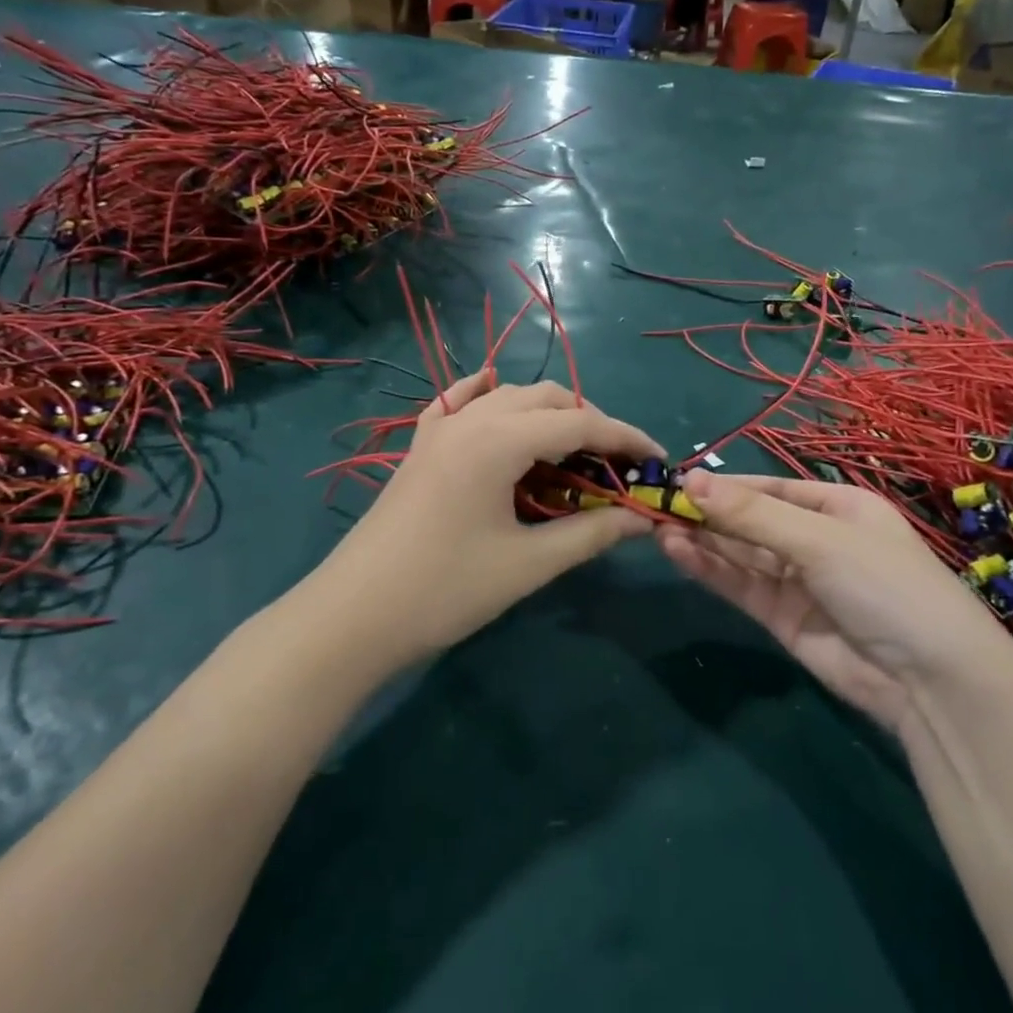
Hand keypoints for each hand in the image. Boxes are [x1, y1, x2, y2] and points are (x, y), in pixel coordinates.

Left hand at [321, 371, 663, 665]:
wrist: (354, 616)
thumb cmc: (446, 590)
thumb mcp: (528, 564)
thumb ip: (591, 534)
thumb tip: (643, 519)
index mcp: (499, 440)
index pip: (580, 423)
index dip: (626, 438)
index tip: (658, 461)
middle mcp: (471, 419)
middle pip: (547, 399)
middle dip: (590, 424)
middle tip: (616, 467)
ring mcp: (439, 429)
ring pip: (507, 397)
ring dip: (549, 415)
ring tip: (574, 454)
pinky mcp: (420, 447)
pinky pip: (459, 403)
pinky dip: (488, 397)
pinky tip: (496, 398)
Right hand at [657, 472, 1009, 727]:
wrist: (928, 679)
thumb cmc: (885, 585)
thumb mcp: (819, 539)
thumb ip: (752, 515)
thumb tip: (690, 481)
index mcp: (837, 506)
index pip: (770, 488)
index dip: (725, 486)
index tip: (679, 482)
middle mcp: (815, 538)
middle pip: (751, 520)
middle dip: (708, 513)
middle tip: (656, 505)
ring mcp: (797, 580)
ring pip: (740, 553)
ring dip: (702, 540)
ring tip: (657, 526)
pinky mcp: (781, 617)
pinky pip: (740, 584)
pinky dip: (710, 569)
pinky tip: (678, 552)